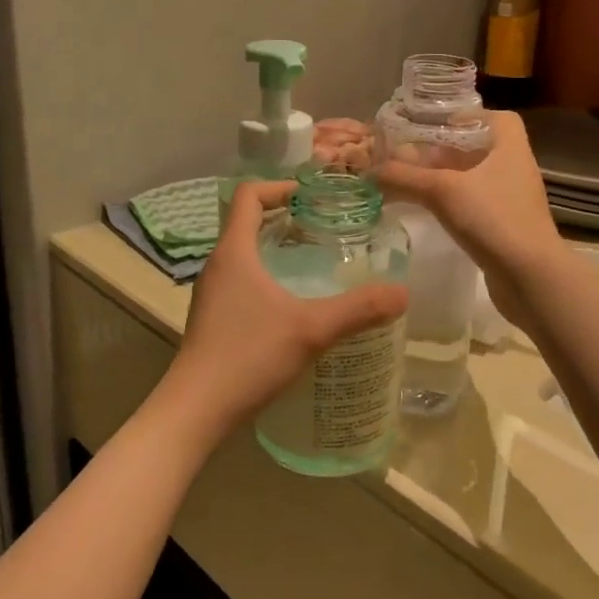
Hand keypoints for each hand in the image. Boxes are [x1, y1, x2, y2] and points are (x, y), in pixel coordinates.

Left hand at [158, 181, 408, 447]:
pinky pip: (242, 282)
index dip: (279, 187)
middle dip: (285, 219)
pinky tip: (293, 307)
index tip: (312, 198)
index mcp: (234, 252)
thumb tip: (402, 292)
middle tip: (325, 230)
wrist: (195, 411)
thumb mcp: (311, 330)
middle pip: (247, 223)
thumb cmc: (248, 357)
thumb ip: (358, 310)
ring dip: (276, 250)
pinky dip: (267, 279)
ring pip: (244, 255)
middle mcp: (218, 266)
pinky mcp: (213, 319)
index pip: (248, 195)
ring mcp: (212, 294)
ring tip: (315, 265)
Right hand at [374, 111, 566, 327]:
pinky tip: (429, 212)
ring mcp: (512, 201)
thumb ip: (404, 177)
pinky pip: (476, 206)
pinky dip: (453, 205)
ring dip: (446, 179)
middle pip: (479, 150)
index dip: (468, 118)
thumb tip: (369, 170)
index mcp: (510, 148)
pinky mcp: (506, 229)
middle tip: (410, 157)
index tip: (437, 127)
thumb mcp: (442, 191)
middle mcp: (515, 170)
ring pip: (475, 180)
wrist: (531, 278)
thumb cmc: (493, 219)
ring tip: (411, 183)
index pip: (498, 118)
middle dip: (445, 151)